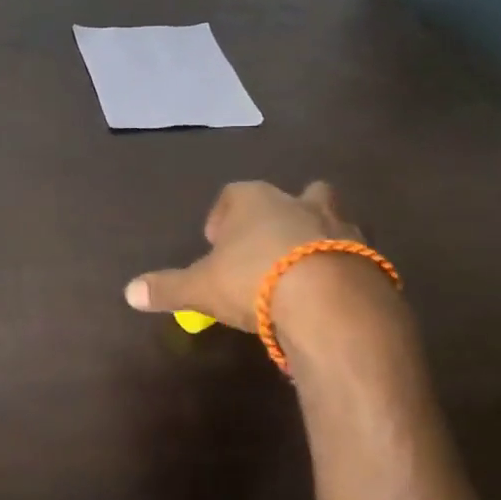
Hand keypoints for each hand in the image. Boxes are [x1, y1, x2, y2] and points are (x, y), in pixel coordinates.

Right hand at [124, 182, 407, 359]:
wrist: (333, 305)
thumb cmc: (256, 281)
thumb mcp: (201, 288)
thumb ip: (167, 288)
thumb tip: (128, 293)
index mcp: (256, 201)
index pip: (234, 194)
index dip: (222, 216)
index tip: (215, 244)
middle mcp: (301, 204)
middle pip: (295, 195)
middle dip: (282, 215)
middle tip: (267, 248)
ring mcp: (342, 228)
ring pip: (330, 221)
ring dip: (317, 240)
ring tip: (300, 275)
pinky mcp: (372, 258)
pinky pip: (354, 256)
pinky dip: (341, 270)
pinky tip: (328, 299)